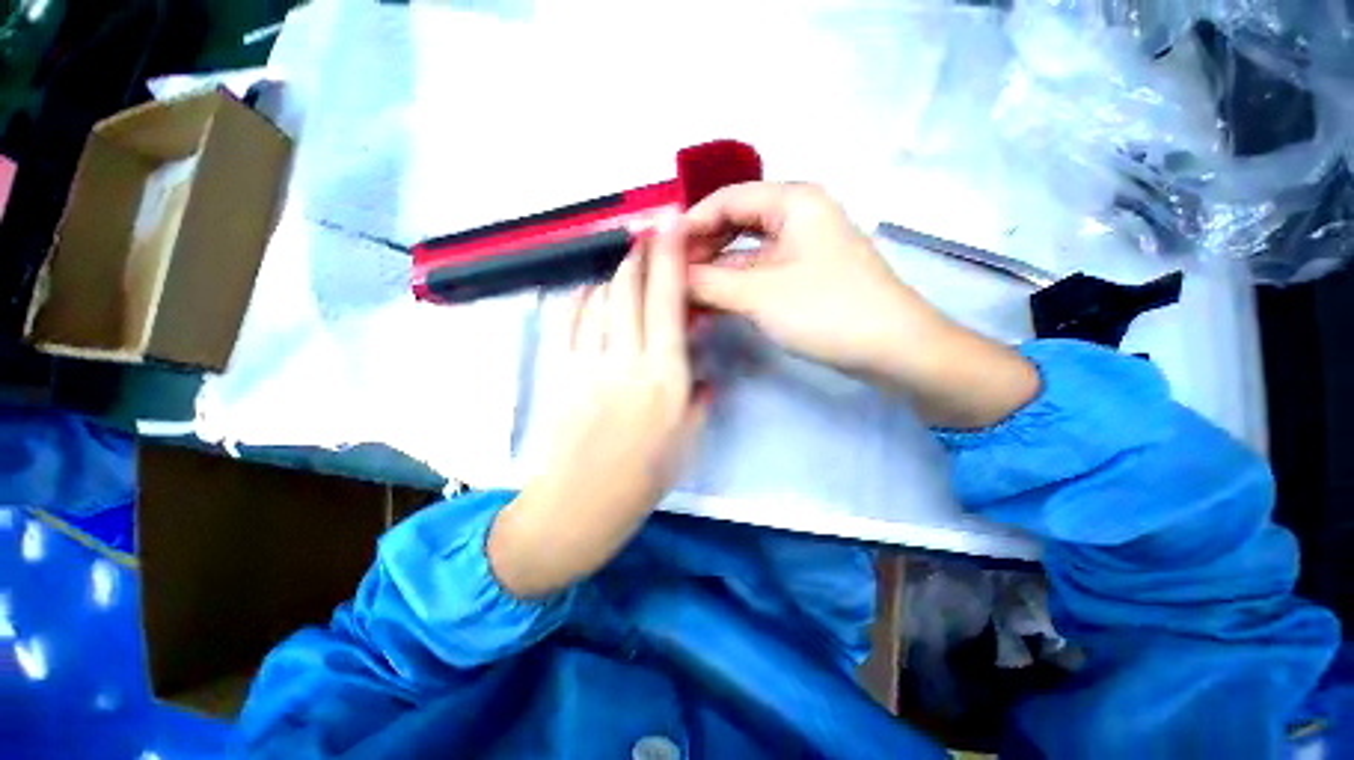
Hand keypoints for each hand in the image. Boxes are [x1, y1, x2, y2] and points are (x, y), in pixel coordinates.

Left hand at [488, 232, 707, 598]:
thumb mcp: (689, 437)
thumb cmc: (644, 477)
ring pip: (598, 297)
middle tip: (649, 236)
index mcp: (664, 376)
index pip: (667, 301)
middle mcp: (626, 359)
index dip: (669, 257)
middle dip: (639, 253)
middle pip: (628, 287)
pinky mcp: (561, 369)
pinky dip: (583, 296)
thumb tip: (703, 369)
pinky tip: (593, 292)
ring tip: (627, 266)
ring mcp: (588, 361)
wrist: (580, 503)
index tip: (672, 228)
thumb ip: (699, 394)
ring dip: (614, 274)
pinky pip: (570, 318)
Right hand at [683, 182, 1039, 428]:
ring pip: (745, 253)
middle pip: (735, 224)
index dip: (690, 223)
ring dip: (715, 273)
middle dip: (701, 250)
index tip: (660, 250)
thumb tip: (670, 278)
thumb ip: (708, 283)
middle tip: (670, 277)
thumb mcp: (759, 295)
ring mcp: (801, 249)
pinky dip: (734, 287)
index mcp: (793, 201)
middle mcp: (797, 216)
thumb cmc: (826, 310)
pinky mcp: (803, 277)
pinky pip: (759, 274)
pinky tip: (710, 304)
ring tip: (683, 294)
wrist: (891, 348)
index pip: (727, 200)